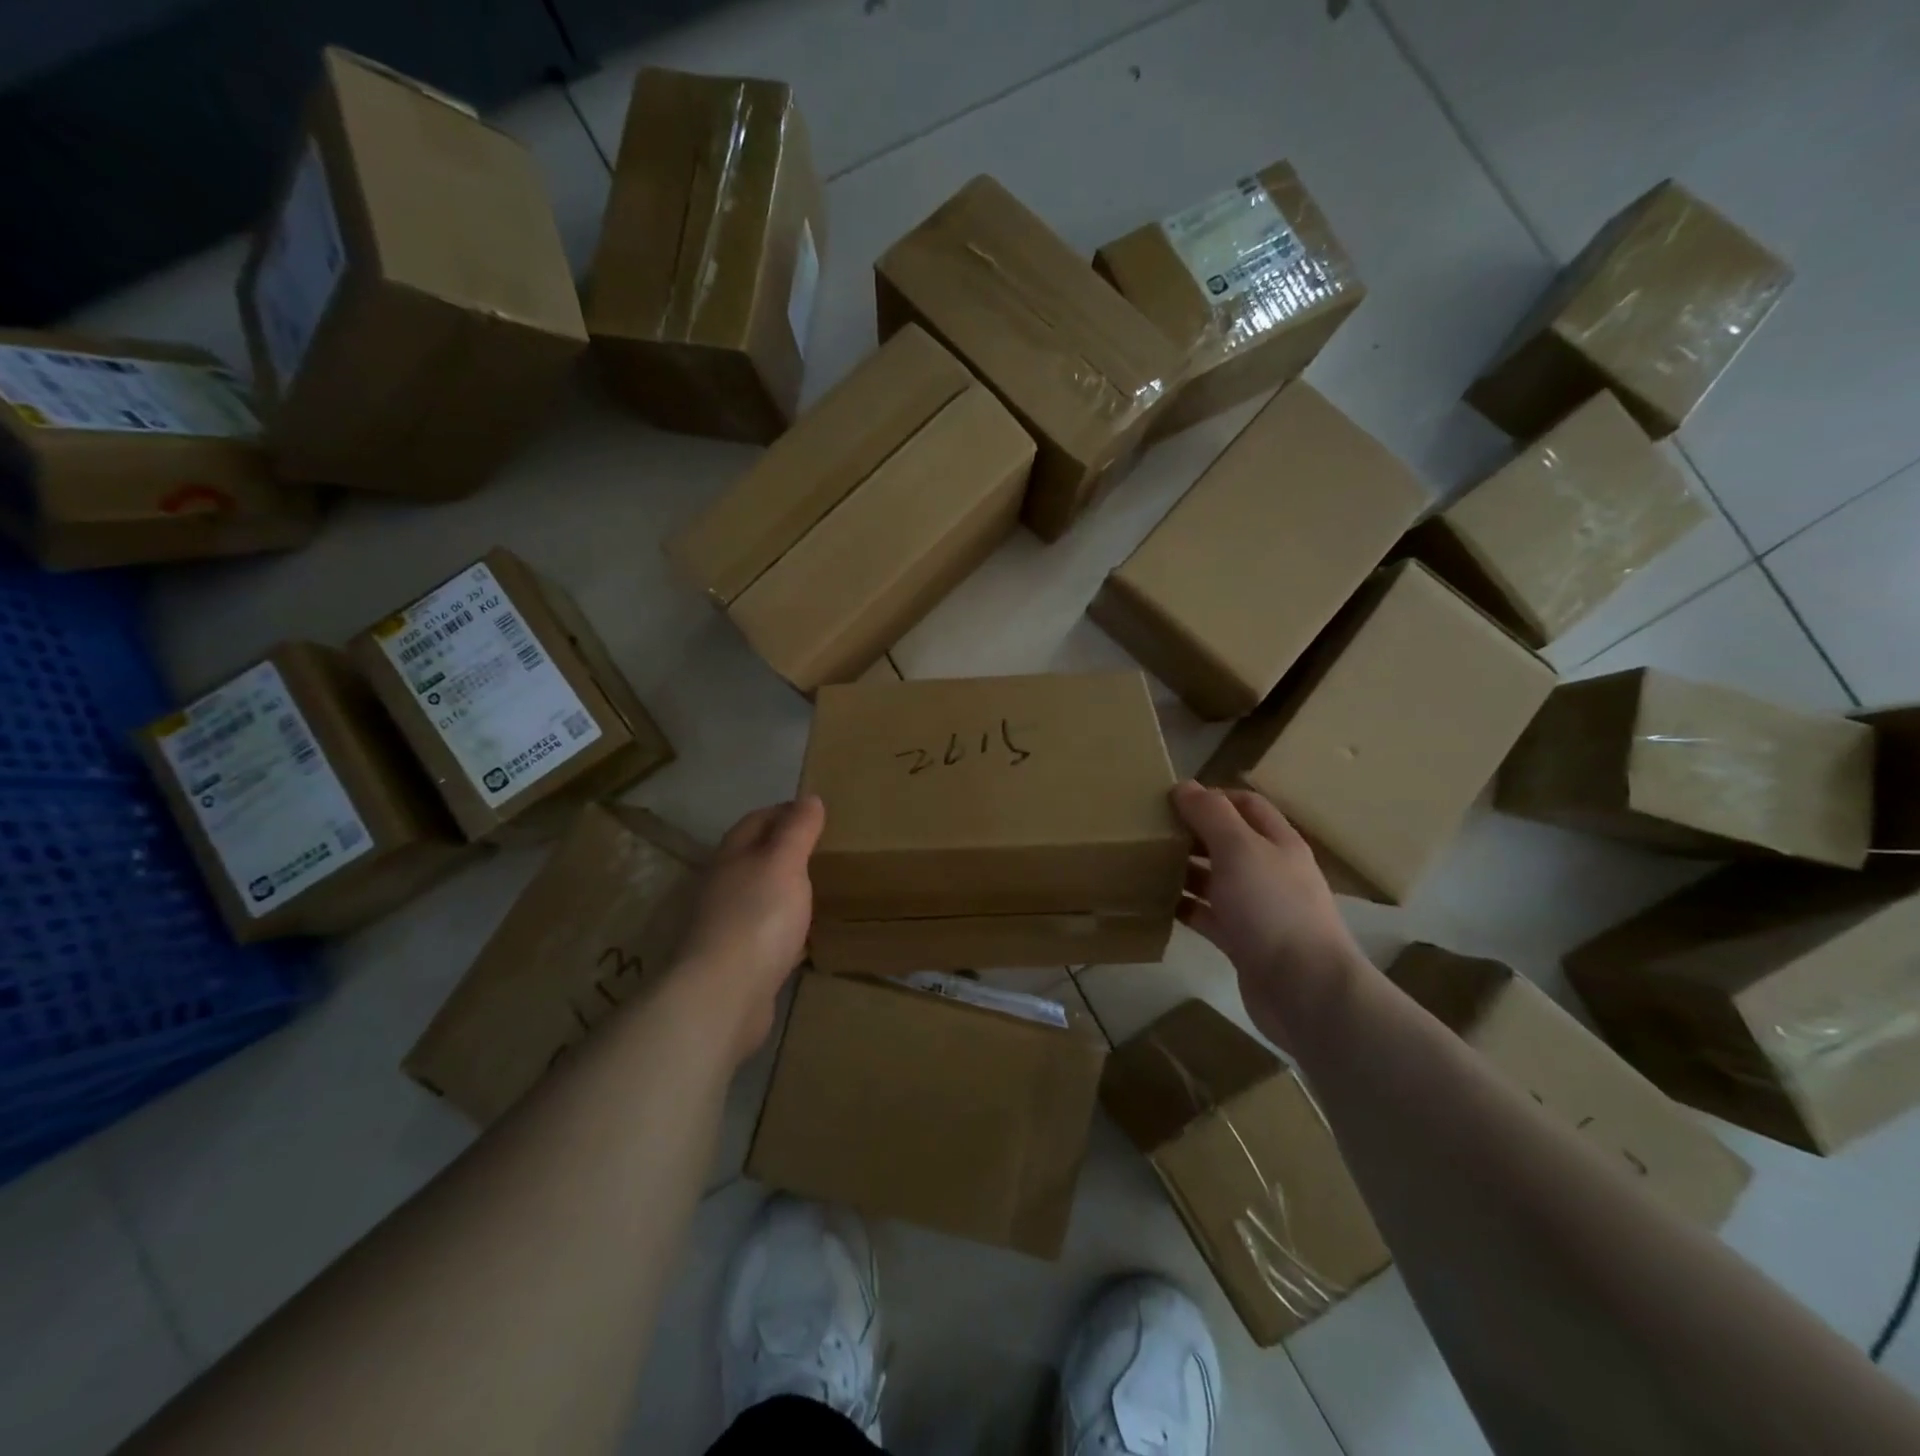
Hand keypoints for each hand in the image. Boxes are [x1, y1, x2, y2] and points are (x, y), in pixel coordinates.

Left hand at [673, 797, 824, 1062]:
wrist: (724, 995)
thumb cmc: (757, 917)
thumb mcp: (784, 863)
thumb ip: (797, 831)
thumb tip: (809, 798)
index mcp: (731, 858)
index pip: (756, 821)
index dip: (783, 811)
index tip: (815, 812)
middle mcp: (723, 887)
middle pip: (753, 858)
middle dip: (783, 850)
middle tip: (822, 849)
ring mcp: (727, 927)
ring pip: (759, 897)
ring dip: (783, 890)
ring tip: (817, 889)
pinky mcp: (738, 962)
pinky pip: (765, 935)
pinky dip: (784, 928)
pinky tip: (803, 937)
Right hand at [1171, 781, 1371, 1051]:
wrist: (1304, 990)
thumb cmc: (1273, 908)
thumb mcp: (1240, 850)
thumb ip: (1211, 815)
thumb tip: (1185, 786)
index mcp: (1278, 842)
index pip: (1246, 805)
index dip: (1212, 796)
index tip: (1171, 799)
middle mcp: (1270, 871)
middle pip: (1228, 841)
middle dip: (1192, 832)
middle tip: (1151, 830)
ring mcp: (1257, 908)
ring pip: (1215, 879)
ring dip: (1184, 869)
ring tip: (1145, 862)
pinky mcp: (1242, 941)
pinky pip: (1208, 916)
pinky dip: (1185, 907)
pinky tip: (1156, 902)